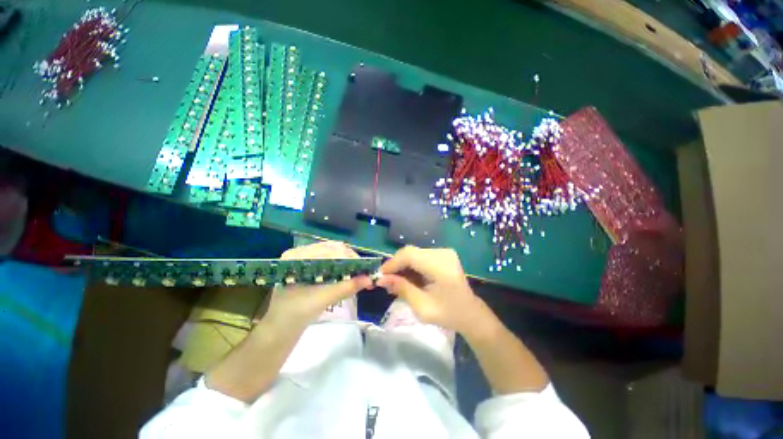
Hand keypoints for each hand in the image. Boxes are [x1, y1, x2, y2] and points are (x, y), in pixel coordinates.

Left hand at [262, 241, 371, 332]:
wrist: (279, 330)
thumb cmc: (296, 314)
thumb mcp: (323, 299)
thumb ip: (347, 287)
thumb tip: (370, 279)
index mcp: (296, 256)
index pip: (328, 249)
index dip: (348, 257)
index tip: (364, 268)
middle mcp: (299, 252)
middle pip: (332, 248)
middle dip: (350, 258)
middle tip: (363, 270)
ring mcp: (303, 258)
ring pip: (333, 252)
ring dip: (348, 261)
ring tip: (359, 271)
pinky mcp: (308, 265)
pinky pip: (329, 259)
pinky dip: (342, 265)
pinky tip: (349, 272)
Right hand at [376, 246, 488, 333]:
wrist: (470, 313)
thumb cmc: (448, 314)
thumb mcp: (422, 307)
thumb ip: (402, 289)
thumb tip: (381, 279)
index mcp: (440, 266)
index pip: (409, 255)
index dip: (392, 263)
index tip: (380, 276)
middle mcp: (442, 253)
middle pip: (410, 252)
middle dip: (396, 265)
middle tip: (387, 281)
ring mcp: (443, 252)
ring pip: (414, 253)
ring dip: (403, 266)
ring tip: (396, 281)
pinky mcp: (442, 255)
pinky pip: (420, 256)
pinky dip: (411, 266)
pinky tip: (408, 278)